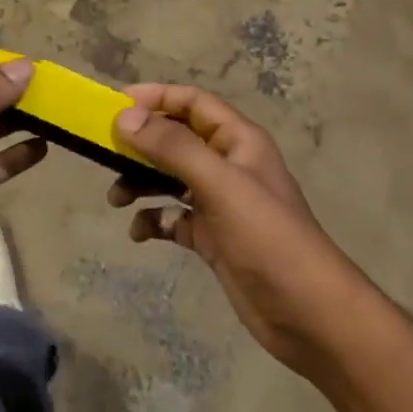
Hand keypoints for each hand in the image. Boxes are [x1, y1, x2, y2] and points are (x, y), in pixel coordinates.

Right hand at [111, 84, 365, 372]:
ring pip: (170, 178)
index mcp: (237, 141)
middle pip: (177, 139)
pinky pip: (173, 218)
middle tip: (104, 152)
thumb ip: (173, 147)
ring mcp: (220, 203)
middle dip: (141, 143)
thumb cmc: (267, 237)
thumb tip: (125, 117)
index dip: (156, 98)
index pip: (192, 103)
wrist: (307, 314)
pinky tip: (140, 232)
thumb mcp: (219, 185)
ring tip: (115, 197)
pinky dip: (153, 220)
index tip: (115, 106)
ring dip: (141, 181)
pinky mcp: (213, 238)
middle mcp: (227, 165)